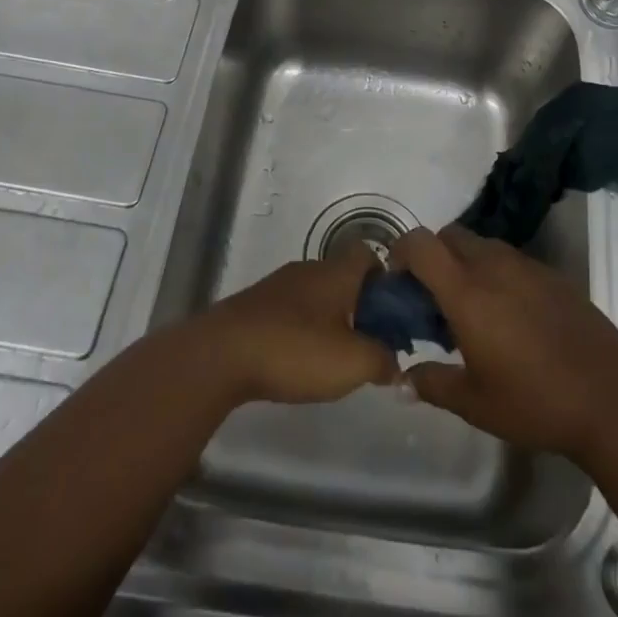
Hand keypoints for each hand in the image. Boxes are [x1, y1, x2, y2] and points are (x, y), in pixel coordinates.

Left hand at [199, 249, 399, 405]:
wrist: (221, 354)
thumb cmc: (295, 349)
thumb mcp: (352, 363)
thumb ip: (383, 360)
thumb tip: (396, 361)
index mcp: (336, 272)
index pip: (368, 254)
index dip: (384, 279)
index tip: (390, 314)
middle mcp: (309, 269)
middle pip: (343, 276)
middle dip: (358, 306)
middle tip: (366, 344)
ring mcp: (278, 285)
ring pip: (316, 294)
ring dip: (328, 319)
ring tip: (332, 359)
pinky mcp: (254, 306)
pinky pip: (290, 310)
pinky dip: (300, 330)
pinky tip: (297, 361)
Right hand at [391, 228, 617, 462]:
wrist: (610, 398)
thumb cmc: (534, 402)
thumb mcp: (474, 403)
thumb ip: (432, 384)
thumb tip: (402, 379)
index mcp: (466, 292)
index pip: (421, 244)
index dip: (401, 252)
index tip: (398, 281)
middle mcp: (493, 266)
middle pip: (450, 236)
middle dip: (433, 256)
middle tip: (432, 298)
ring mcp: (526, 266)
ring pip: (482, 245)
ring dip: (465, 263)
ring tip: (471, 308)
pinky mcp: (552, 275)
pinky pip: (511, 260)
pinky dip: (497, 274)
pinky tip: (509, 316)